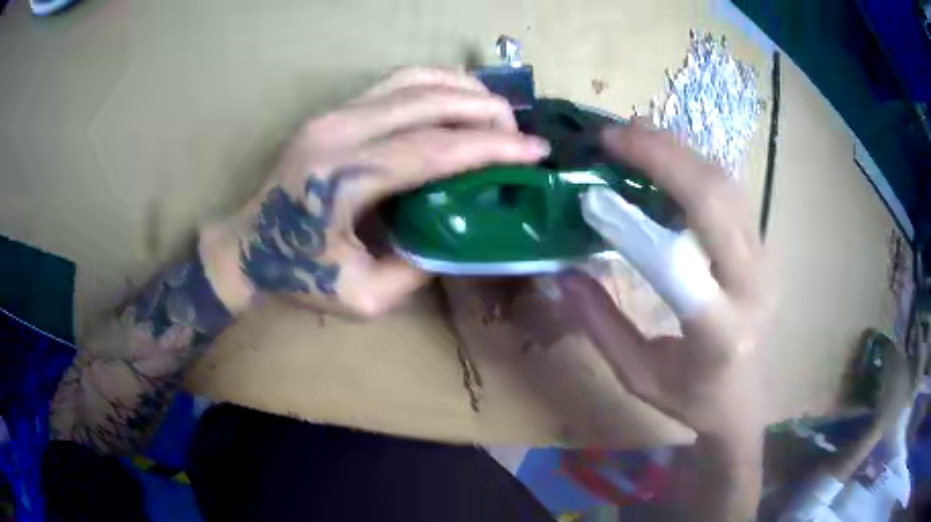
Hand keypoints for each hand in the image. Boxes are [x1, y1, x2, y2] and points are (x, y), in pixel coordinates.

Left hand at [200, 68, 549, 316]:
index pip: (434, 149)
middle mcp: (339, 132)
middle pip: (429, 102)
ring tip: (496, 111)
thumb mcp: (364, 297)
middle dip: (486, 111)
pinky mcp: (333, 110)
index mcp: (344, 179)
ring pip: (413, 80)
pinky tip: (457, 98)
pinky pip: (394, 82)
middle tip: (520, 132)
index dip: (491, 147)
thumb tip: (460, 230)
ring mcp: (333, 113)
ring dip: (463, 90)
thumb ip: (418, 267)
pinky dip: (435, 83)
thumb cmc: (298, 276)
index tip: (535, 150)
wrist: (247, 245)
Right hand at [557, 122, 771, 440]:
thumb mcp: (637, 376)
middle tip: (614, 136)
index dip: (632, 225)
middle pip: (716, 203)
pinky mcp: (764, 247)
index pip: (678, 267)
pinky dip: (696, 166)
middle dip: (664, 157)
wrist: (746, 399)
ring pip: (727, 187)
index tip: (591, 194)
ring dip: (680, 152)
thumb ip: (601, 325)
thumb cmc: (691, 399)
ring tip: (635, 134)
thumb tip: (562, 273)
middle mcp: (752, 288)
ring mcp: (765, 261)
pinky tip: (666, 156)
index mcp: (719, 335)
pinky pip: (732, 193)